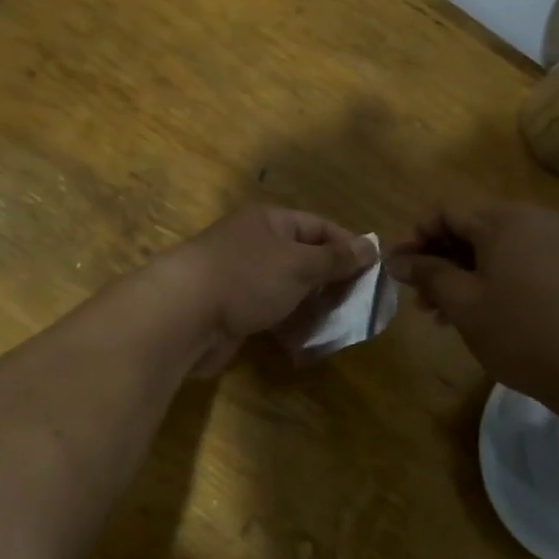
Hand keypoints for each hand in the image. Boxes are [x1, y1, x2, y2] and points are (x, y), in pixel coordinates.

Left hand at [160, 206, 375, 375]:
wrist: (184, 314)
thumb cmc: (247, 277)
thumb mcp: (299, 264)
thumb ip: (335, 259)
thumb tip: (371, 246)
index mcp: (270, 222)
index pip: (318, 226)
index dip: (347, 246)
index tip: (373, 271)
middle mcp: (255, 244)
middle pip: (303, 257)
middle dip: (331, 279)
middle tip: (359, 303)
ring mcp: (241, 277)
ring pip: (287, 287)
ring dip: (312, 304)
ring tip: (340, 323)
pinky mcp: (232, 308)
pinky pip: (270, 311)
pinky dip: (290, 321)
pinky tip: (309, 337)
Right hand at [388, 203, 558, 409]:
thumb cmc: (521, 331)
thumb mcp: (464, 303)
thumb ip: (427, 274)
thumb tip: (396, 260)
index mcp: (503, 220)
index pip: (445, 213)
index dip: (415, 238)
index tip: (396, 270)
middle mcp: (532, 220)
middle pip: (471, 231)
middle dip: (438, 262)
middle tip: (419, 300)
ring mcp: (557, 243)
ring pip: (494, 251)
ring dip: (462, 276)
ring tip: (442, 316)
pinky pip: (519, 263)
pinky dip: (492, 282)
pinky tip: (479, 315)